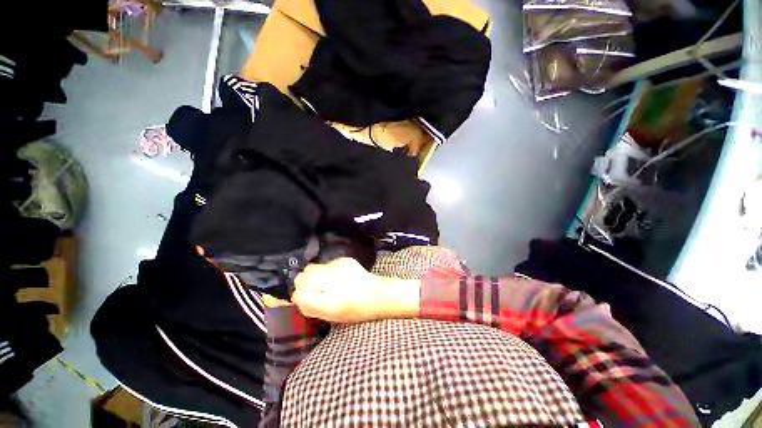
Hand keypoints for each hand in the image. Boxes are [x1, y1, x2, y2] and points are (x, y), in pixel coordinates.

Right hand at [292, 257, 419, 322]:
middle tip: (314, 288)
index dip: (299, 295)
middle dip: (304, 282)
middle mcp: (332, 282)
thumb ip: (311, 307)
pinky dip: (327, 269)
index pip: (299, 293)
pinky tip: (337, 275)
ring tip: (325, 281)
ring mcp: (338, 268)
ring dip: (314, 274)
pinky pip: (326, 263)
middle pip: (302, 276)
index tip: (303, 296)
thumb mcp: (331, 317)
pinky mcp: (344, 259)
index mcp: (329, 302)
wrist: (376, 294)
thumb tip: (297, 296)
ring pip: (312, 267)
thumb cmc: (355, 311)